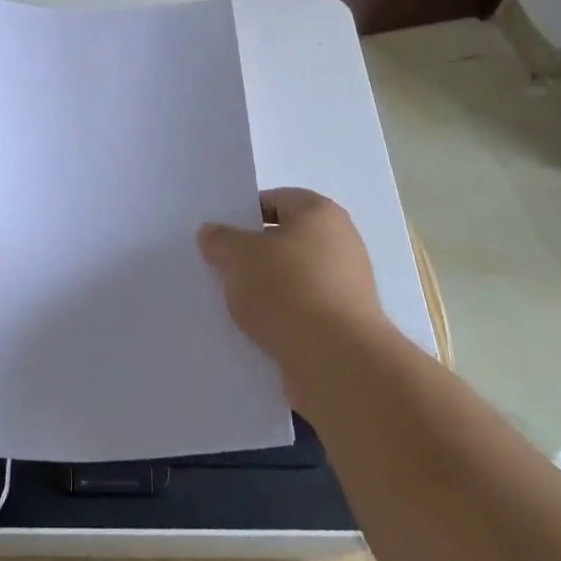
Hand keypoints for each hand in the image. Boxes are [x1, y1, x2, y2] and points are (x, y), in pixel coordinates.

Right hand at [198, 188, 389, 395]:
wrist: (336, 361)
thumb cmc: (287, 289)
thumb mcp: (238, 256)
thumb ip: (221, 240)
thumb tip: (212, 233)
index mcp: (320, 212)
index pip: (276, 200)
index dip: (245, 214)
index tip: (221, 237)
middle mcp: (341, 242)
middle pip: (286, 240)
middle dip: (255, 254)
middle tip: (223, 268)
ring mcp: (348, 285)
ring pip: (294, 278)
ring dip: (268, 289)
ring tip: (236, 304)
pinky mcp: (346, 324)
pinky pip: (305, 310)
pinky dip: (284, 316)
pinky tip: (259, 330)